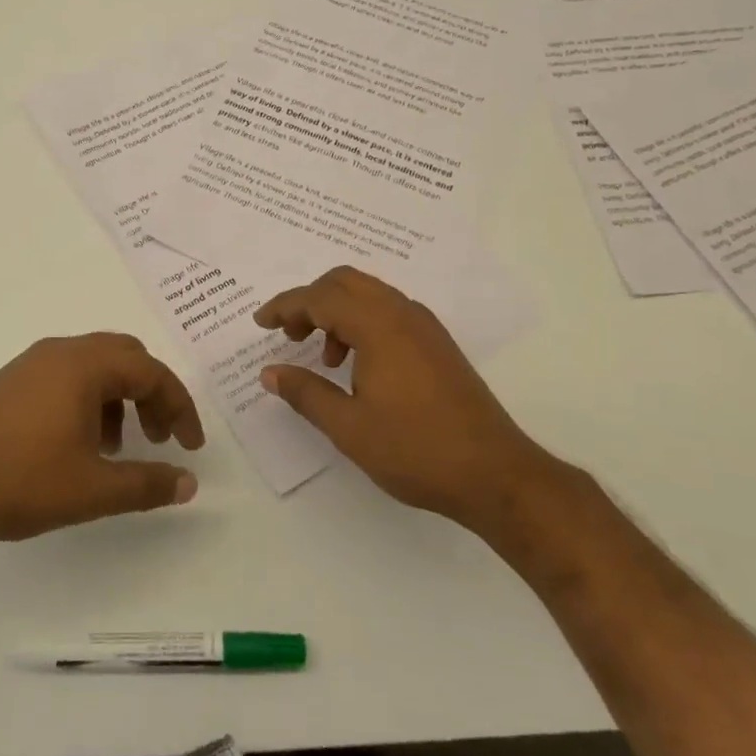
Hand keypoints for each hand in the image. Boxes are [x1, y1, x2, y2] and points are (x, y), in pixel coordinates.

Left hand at [0, 333, 204, 551]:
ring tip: (118, 447)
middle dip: (151, 395)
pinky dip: (89, 400)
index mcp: (86, 365)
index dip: (179, 408)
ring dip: (119, 398)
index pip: (152, 372)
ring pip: (95, 366)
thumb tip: (189, 482)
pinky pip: (67, 376)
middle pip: (126, 358)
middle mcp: (62, 351)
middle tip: (159, 437)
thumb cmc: (20, 481)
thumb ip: (147, 483)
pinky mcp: (11, 381)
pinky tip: (78, 444)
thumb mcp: (93, 489)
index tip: (190, 446)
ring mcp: (32, 363)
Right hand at [255, 267, 548, 528]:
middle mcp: (403, 313)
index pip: (320, 297)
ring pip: (369, 294)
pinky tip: (358, 366)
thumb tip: (270, 372)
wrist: (495, 473)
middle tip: (289, 334)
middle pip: (345, 281)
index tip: (260, 323)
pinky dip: (362, 323)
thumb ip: (306, 393)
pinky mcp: (438, 343)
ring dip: (337, 312)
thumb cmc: (415, 450)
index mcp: (378, 326)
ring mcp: (425, 326)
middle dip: (310, 300)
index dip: (285, 306)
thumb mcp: (348, 428)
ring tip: (324, 358)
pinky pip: (389, 312)